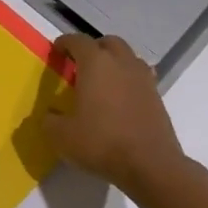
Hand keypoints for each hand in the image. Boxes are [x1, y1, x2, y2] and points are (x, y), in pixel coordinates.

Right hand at [44, 34, 186, 188]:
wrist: (151, 166)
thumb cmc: (101, 142)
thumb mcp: (61, 135)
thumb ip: (50, 120)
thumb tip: (50, 115)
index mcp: (95, 63)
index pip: (77, 41)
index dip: (64, 43)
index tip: (56, 52)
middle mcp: (121, 64)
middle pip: (108, 42)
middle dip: (93, 48)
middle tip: (80, 64)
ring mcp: (143, 80)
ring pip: (128, 58)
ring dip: (114, 62)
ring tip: (102, 81)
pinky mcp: (158, 98)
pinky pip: (140, 78)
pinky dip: (128, 81)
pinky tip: (119, 100)